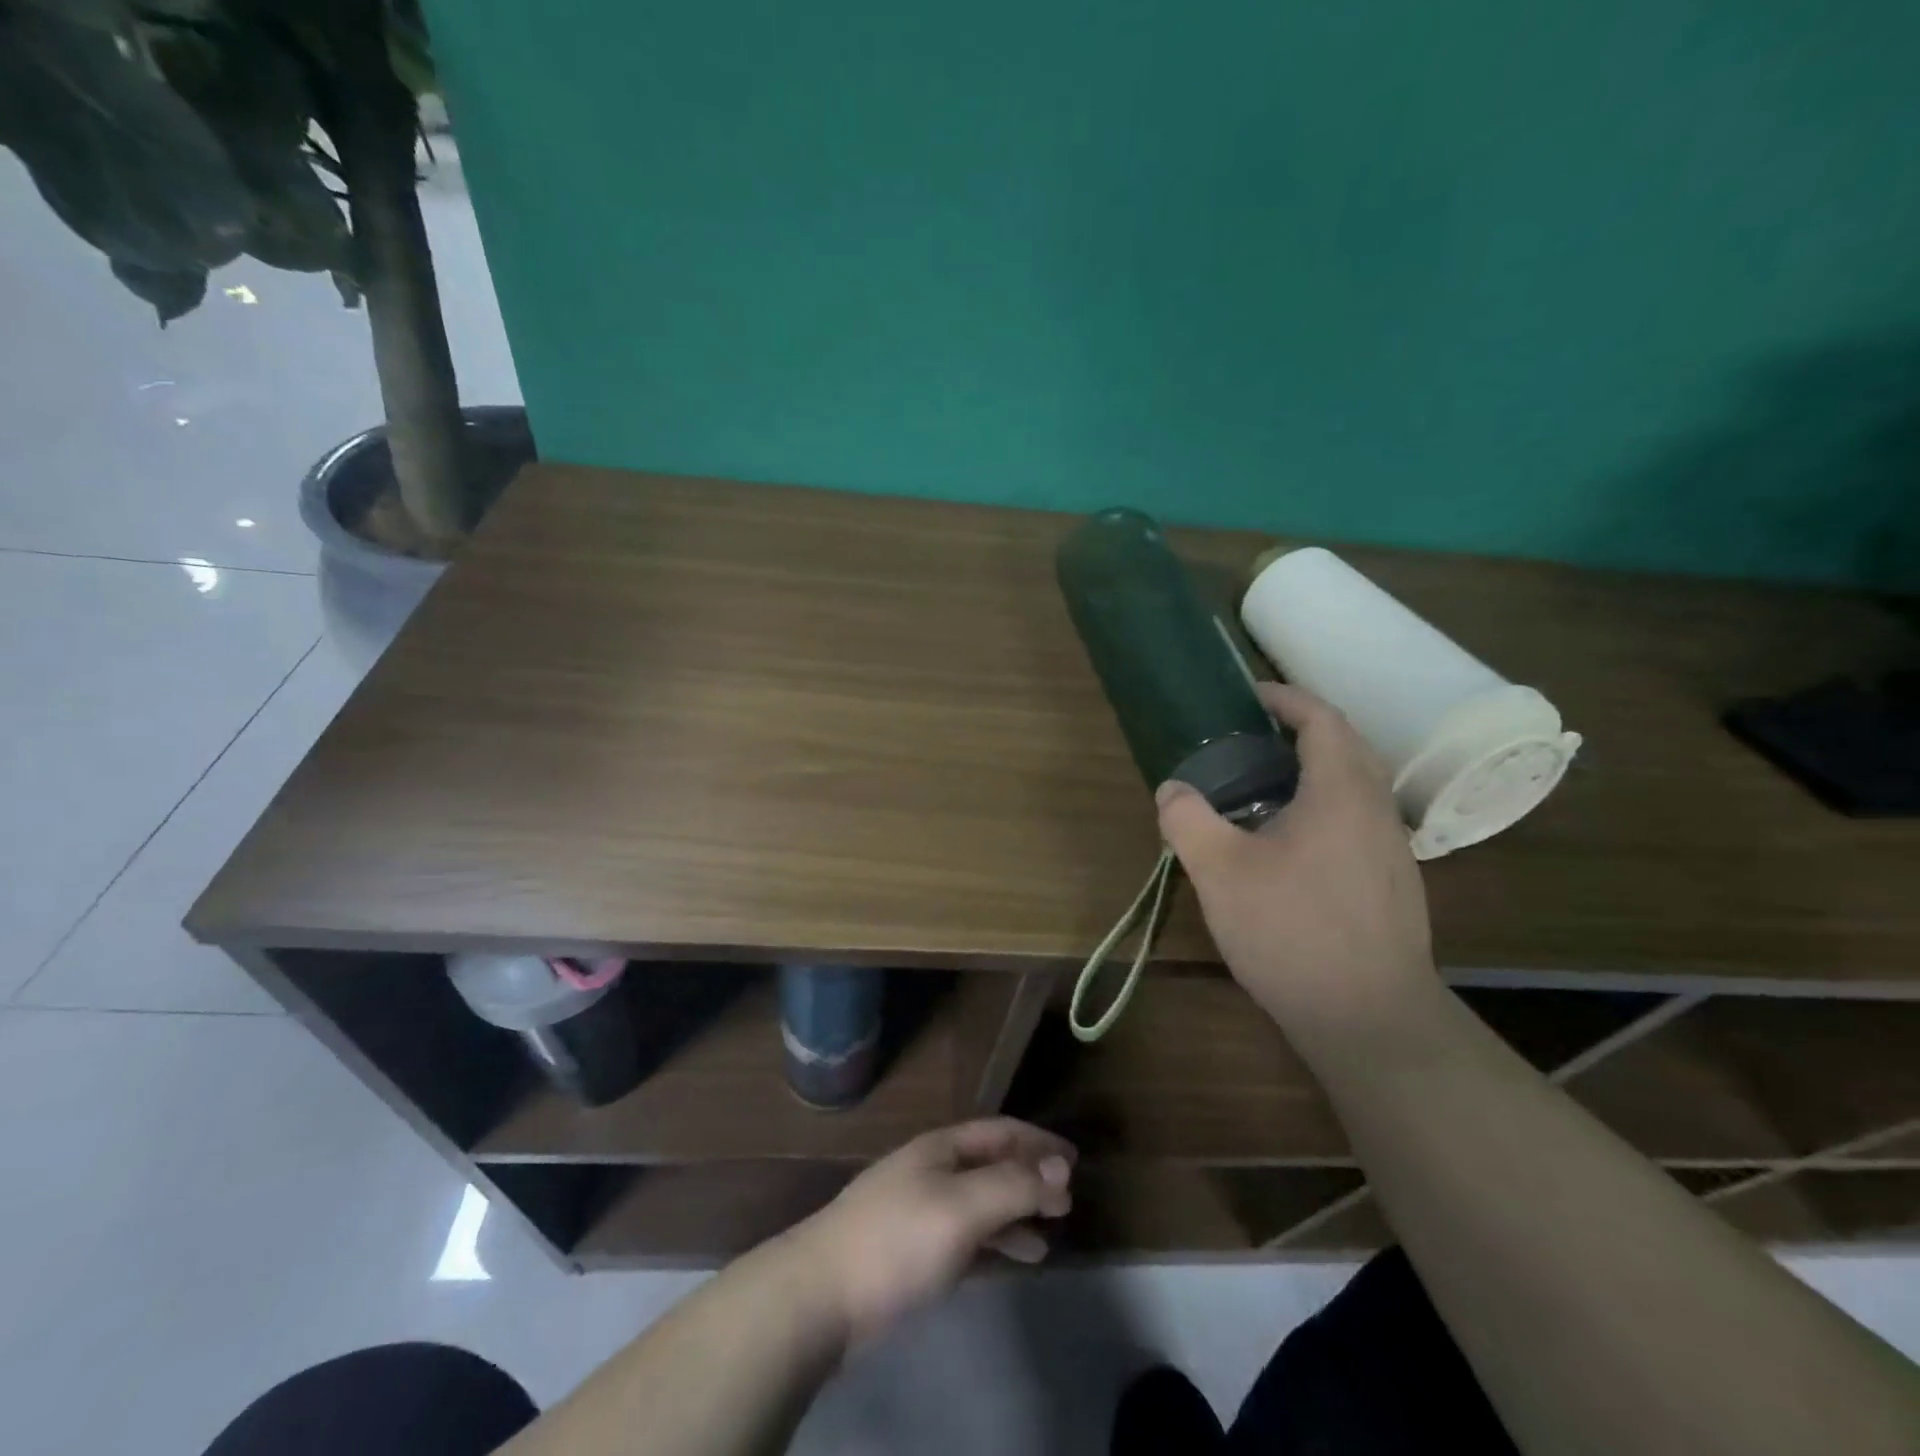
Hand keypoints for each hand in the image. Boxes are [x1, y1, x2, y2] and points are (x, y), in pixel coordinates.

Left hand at [785, 1119, 1075, 1344]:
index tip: (1075, 1161)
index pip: (1001, 1132)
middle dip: (1031, 1177)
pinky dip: (993, 1241)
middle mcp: (933, 1170)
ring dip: (1015, 1211)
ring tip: (1048, 1235)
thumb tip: (1059, 1166)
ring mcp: (920, 1209)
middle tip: (1068, 1202)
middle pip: (992, 1164)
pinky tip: (1009, 1259)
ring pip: (980, 1201)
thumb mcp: (961, 1207)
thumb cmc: (896, 1240)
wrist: (820, 1295)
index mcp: (942, 1148)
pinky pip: (966, 1234)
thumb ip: (1012, 1185)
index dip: (1039, 1142)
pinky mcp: (912, 1250)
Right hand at [1156, 682, 1434, 1026]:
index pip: (1323, 720)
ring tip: (1263, 783)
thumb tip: (1173, 790)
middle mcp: (1376, 809)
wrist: (1368, 1018)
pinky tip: (1289, 840)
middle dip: (1302, 729)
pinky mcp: (1392, 882)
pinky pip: (1357, 819)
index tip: (1250, 695)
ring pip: (1355, 786)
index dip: (1287, 698)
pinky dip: (1325, 805)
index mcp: (1341, 791)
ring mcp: (1391, 848)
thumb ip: (1188, 820)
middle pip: (1346, 746)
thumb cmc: (1292, 931)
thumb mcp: (1220, 872)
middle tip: (1251, 736)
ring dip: (1314, 769)